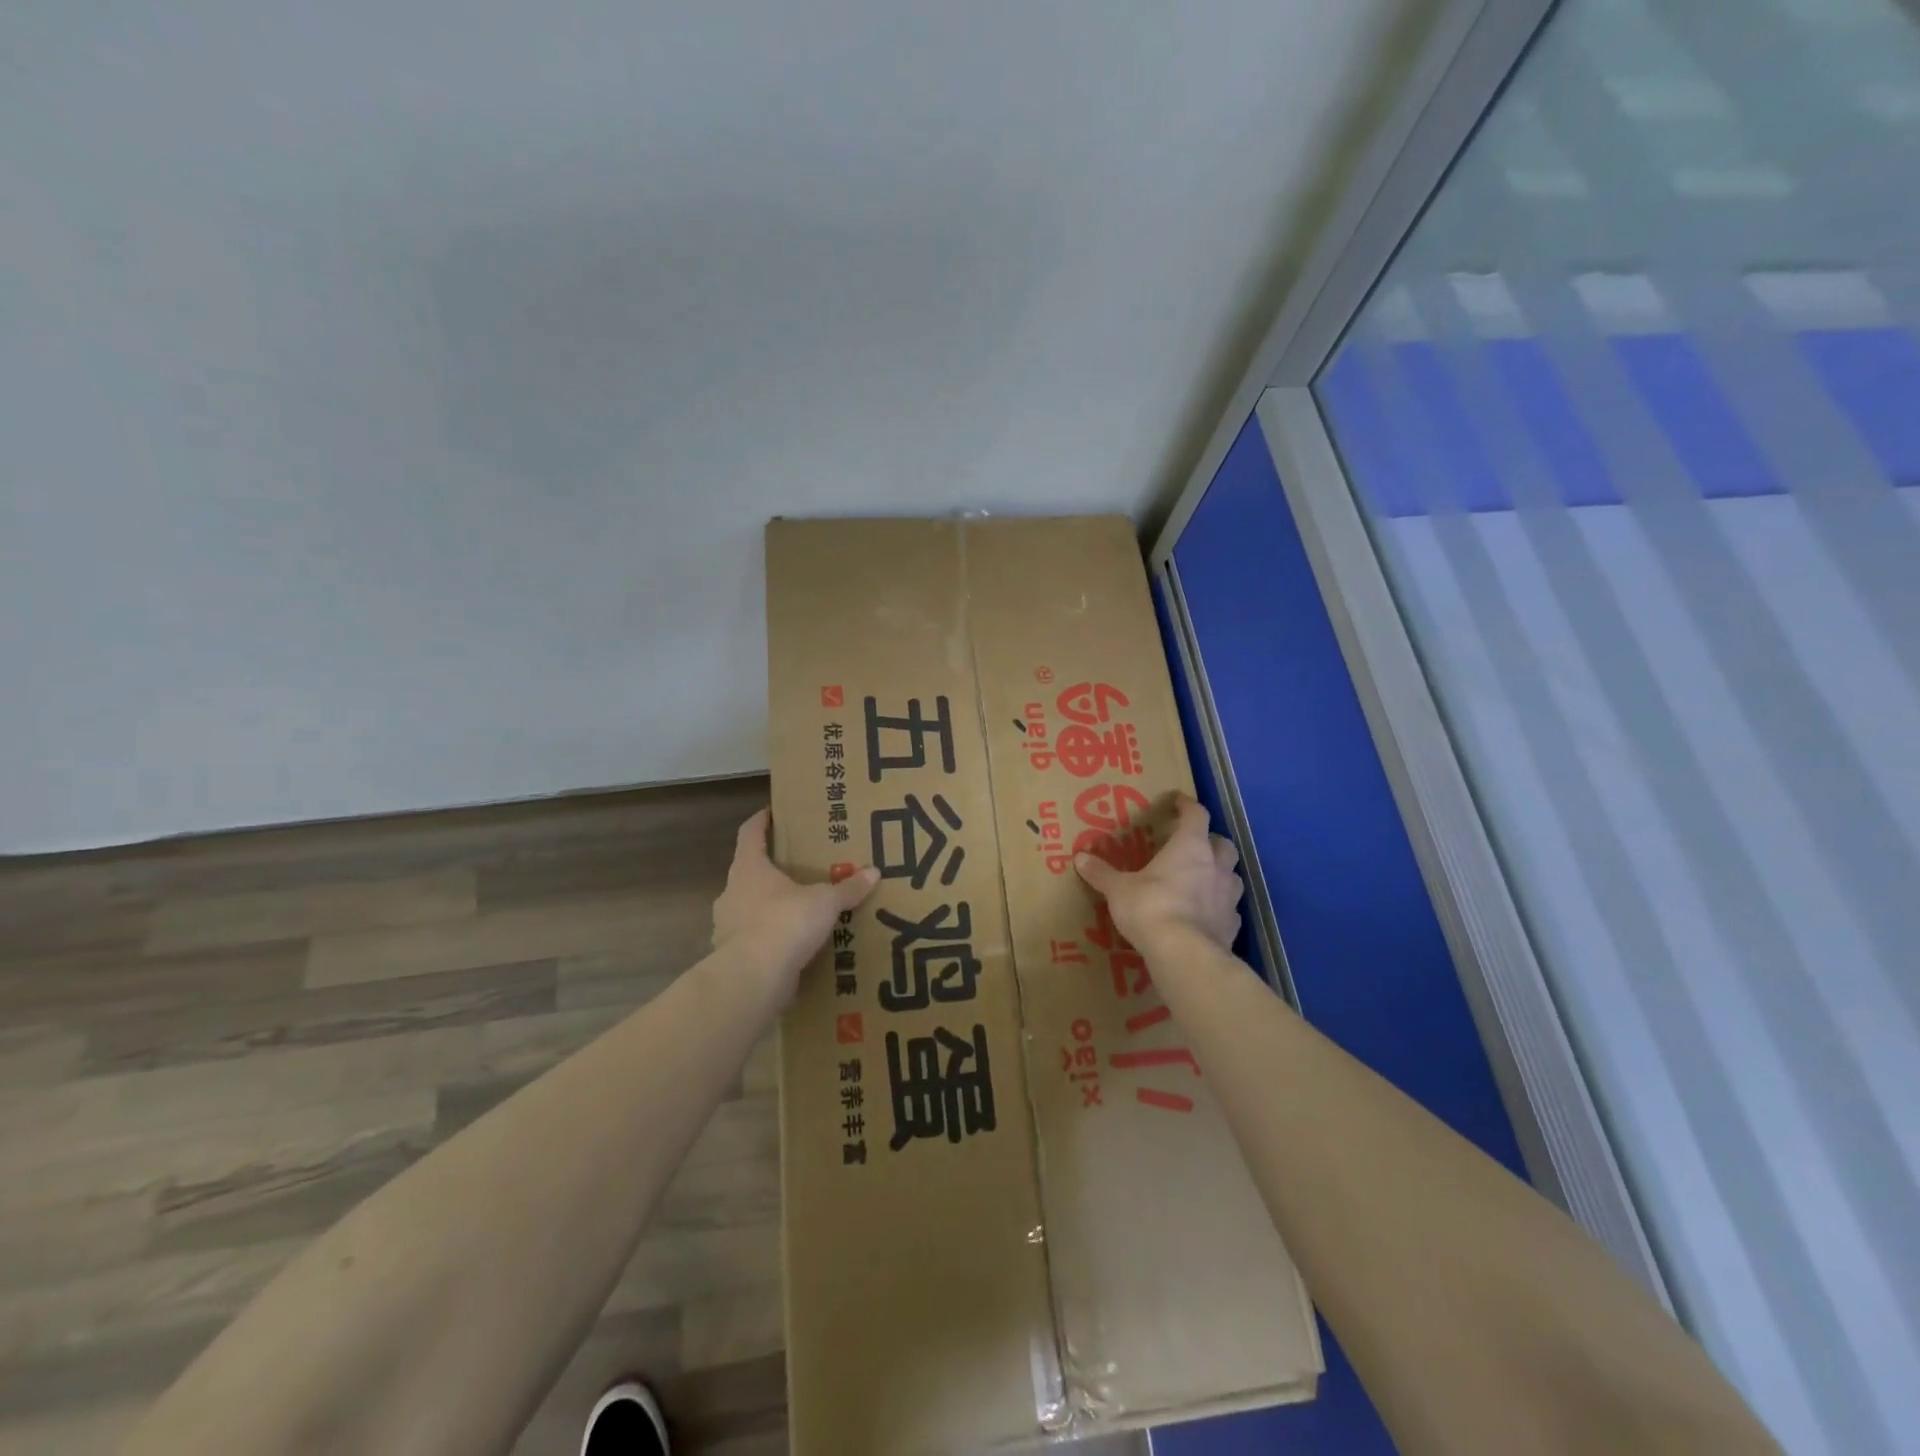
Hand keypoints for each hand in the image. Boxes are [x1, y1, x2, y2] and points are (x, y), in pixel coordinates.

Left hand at [712, 808, 879, 999]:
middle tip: (800, 868)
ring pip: (750, 907)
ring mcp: (727, 926)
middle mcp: (732, 892)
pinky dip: (771, 940)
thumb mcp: (825, 902)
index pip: (750, 833)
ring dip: (771, 907)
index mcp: (749, 868)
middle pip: (750, 871)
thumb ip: (848, 888)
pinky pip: (754, 940)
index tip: (773, 813)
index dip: (762, 820)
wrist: (753, 979)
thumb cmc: (785, 922)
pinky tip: (793, 946)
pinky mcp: (733, 956)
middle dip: (772, 869)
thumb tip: (874, 872)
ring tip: (800, 911)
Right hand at [1075, 794, 1241, 951]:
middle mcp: (1215, 866)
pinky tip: (1205, 915)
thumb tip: (1079, 858)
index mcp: (1190, 847)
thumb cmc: (1150, 907)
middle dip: (1211, 841)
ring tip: (1202, 880)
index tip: (1178, 801)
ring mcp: (1228, 897)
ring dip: (1220, 873)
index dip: (1187, 806)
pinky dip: (1220, 907)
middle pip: (1223, 844)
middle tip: (1193, 845)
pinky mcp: (1232, 926)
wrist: (1184, 954)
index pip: (1196, 815)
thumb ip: (1101, 873)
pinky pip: (1230, 909)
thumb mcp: (1118, 889)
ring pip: (1232, 876)